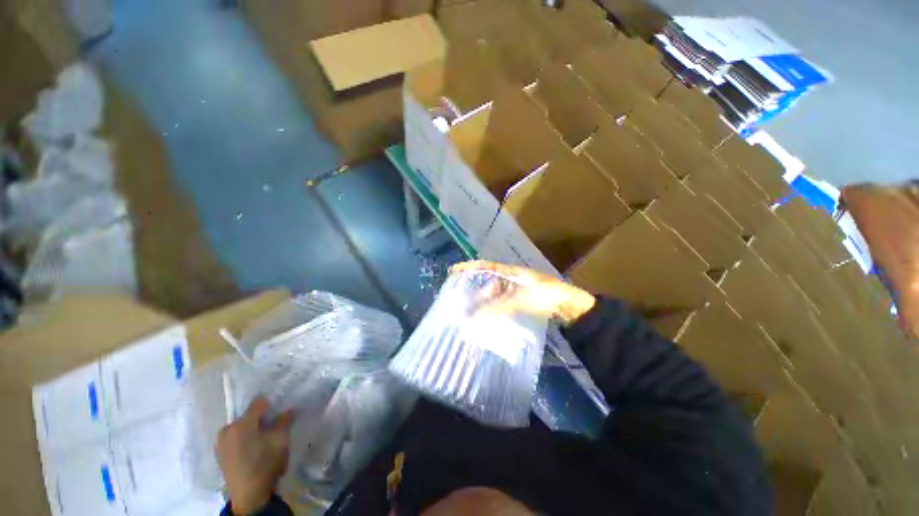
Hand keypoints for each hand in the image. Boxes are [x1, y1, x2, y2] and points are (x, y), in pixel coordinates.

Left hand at [216, 397, 293, 514]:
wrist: (249, 495)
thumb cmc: (265, 463)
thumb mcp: (280, 440)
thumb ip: (284, 421)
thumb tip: (288, 410)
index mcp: (241, 423)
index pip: (259, 403)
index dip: (272, 405)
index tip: (279, 412)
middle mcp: (227, 429)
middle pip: (248, 416)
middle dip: (260, 419)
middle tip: (272, 428)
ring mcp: (221, 443)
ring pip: (241, 427)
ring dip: (252, 429)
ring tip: (263, 440)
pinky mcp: (220, 454)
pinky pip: (234, 438)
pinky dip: (244, 439)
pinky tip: (253, 449)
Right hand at [450, 261, 595, 323]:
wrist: (571, 306)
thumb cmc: (547, 296)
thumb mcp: (522, 300)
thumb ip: (499, 308)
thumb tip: (475, 316)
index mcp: (511, 271)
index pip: (486, 266)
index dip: (469, 267)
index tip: (453, 271)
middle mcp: (511, 278)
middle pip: (487, 280)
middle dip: (473, 287)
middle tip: (459, 296)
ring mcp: (516, 290)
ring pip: (493, 293)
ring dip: (482, 300)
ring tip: (469, 309)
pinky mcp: (520, 301)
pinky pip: (501, 302)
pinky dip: (492, 308)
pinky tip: (486, 316)